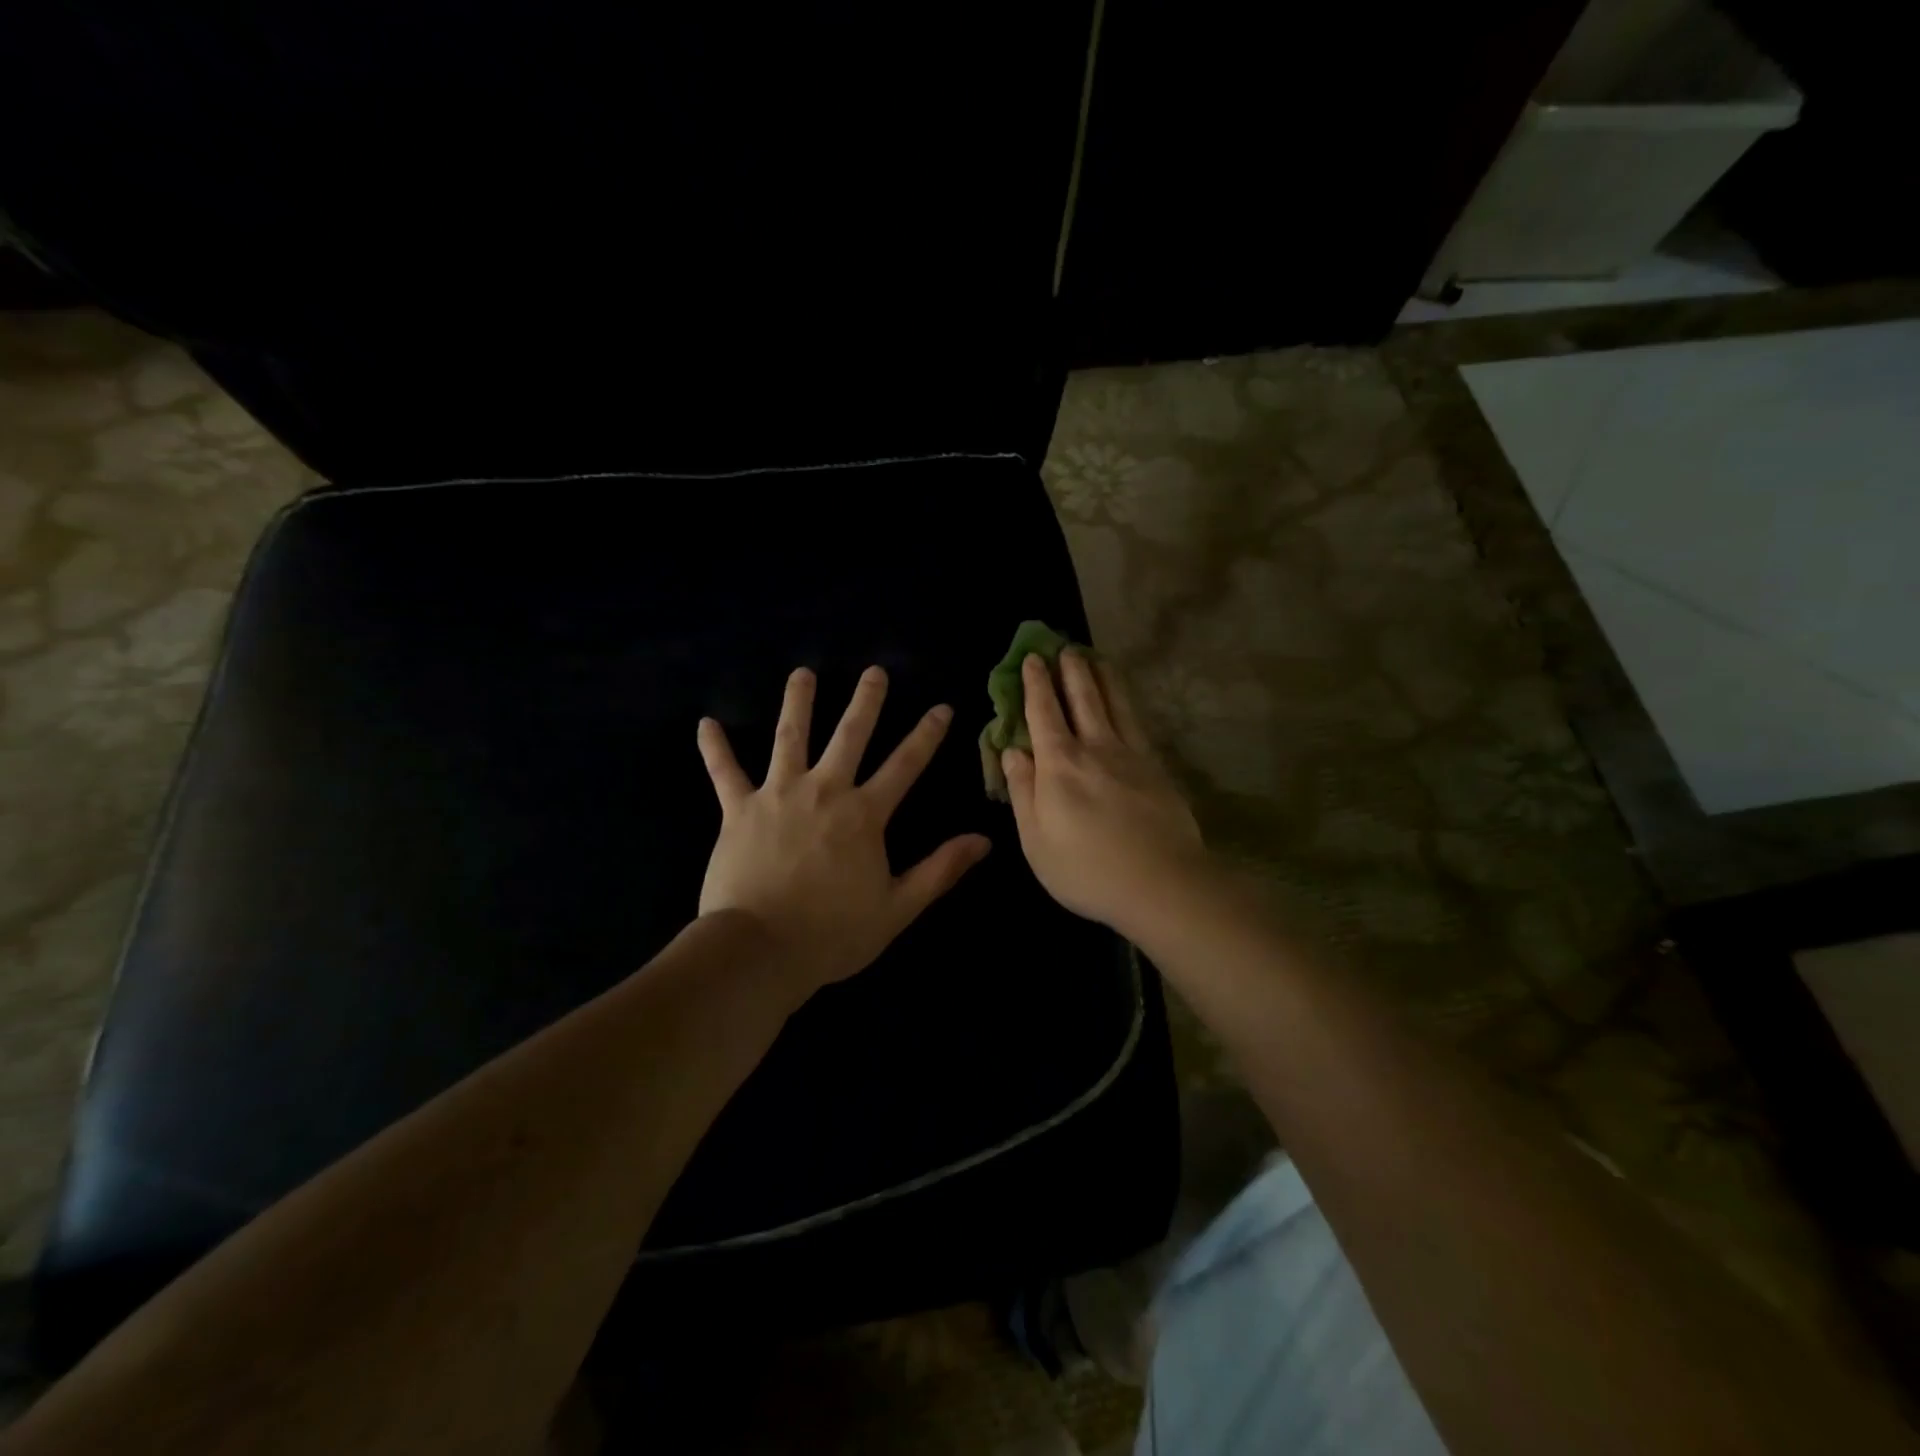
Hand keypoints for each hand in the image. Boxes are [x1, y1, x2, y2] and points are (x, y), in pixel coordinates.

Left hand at [697, 665, 990, 1001]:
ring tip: (802, 674)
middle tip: (874, 671)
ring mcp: (778, 795)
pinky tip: (706, 723)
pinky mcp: (739, 809)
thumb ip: (940, 869)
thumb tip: (984, 840)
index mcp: (864, 814)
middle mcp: (824, 791)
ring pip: (790, 738)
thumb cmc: (832, 933)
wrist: (760, 949)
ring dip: (797, 703)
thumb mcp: (897, 907)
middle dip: (866, 701)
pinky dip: (715, 748)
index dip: (926, 735)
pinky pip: (725, 772)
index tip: (941, 707)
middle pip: (849, 736)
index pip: (905, 765)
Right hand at [1002, 652, 1206, 938]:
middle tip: (1064, 647)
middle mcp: (1095, 748)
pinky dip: (1127, 703)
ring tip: (1096, 657)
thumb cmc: (1086, 870)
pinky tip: (1126, 701)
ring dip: (1102, 677)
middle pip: (1082, 698)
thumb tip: (1011, 750)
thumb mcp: (1035, 840)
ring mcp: (1131, 755)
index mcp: (1059, 765)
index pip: (1043, 713)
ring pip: (1114, 704)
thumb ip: (1022, 790)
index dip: (1036, 684)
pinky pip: (1137, 723)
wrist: (1161, 884)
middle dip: (1070, 670)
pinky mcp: (1157, 768)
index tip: (1033, 659)